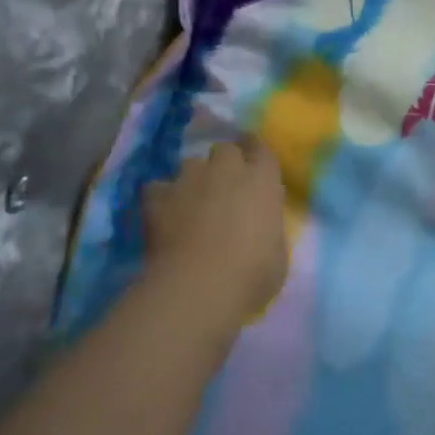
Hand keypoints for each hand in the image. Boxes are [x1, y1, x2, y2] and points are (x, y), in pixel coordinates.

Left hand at [141, 137, 290, 329]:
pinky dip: (161, 198)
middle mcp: (227, 170)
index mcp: (262, 180)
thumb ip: (268, 228)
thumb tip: (259, 227)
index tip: (253, 162)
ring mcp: (189, 180)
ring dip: (194, 178)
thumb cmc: (252, 273)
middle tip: (225, 186)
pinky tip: (162, 214)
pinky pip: (157, 188)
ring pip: (191, 164)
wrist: (200, 286)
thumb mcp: (277, 251)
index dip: (255, 153)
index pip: (261, 149)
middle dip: (225, 163)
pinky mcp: (157, 198)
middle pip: (225, 150)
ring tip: (192, 200)